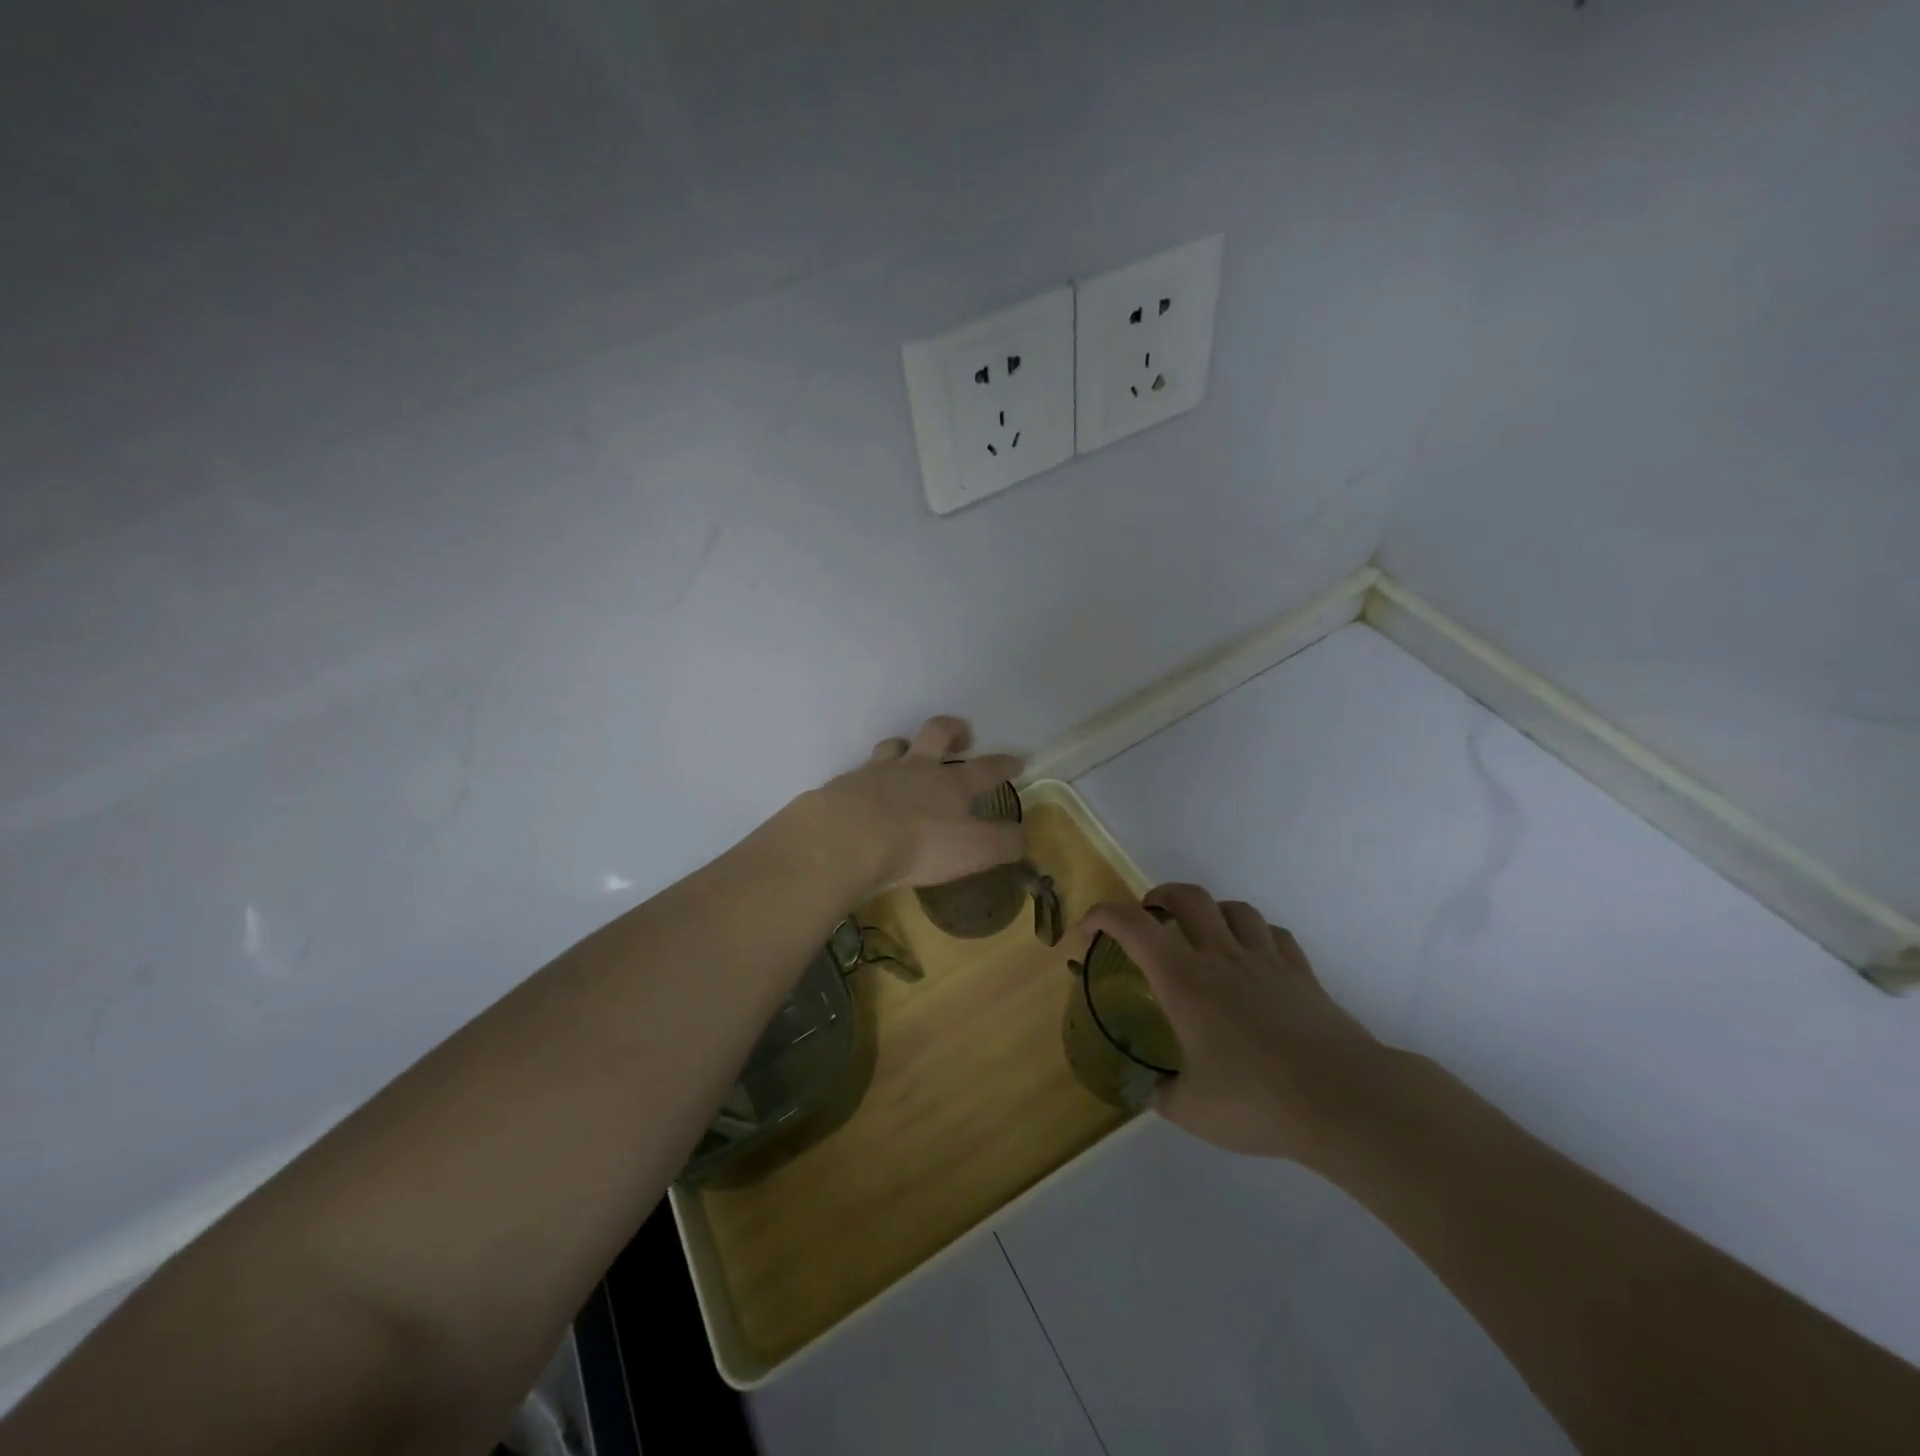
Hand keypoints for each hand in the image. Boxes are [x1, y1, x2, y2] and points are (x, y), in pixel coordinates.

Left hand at [802, 716, 1025, 895]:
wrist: (849, 839)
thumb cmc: (920, 844)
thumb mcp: (974, 850)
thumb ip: (1003, 844)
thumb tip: (1024, 837)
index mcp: (952, 784)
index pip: (986, 768)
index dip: (1004, 764)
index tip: (1015, 760)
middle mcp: (917, 768)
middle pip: (937, 734)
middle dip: (953, 730)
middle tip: (962, 735)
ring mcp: (878, 772)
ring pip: (895, 746)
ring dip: (905, 746)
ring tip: (908, 755)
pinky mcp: (846, 785)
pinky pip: (861, 773)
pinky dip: (868, 779)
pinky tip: (865, 792)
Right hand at [1082, 884, 1390, 1165]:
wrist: (1344, 1100)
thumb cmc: (1257, 1100)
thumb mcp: (1191, 1110)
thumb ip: (1162, 1094)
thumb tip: (1152, 1090)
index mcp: (1183, 979)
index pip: (1129, 924)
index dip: (1098, 918)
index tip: (1084, 936)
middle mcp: (1221, 956)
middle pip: (1186, 896)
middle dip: (1158, 897)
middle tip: (1149, 922)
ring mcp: (1266, 960)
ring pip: (1234, 908)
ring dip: (1210, 913)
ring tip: (1203, 937)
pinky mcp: (1302, 975)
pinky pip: (1274, 935)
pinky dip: (1255, 936)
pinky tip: (1254, 960)